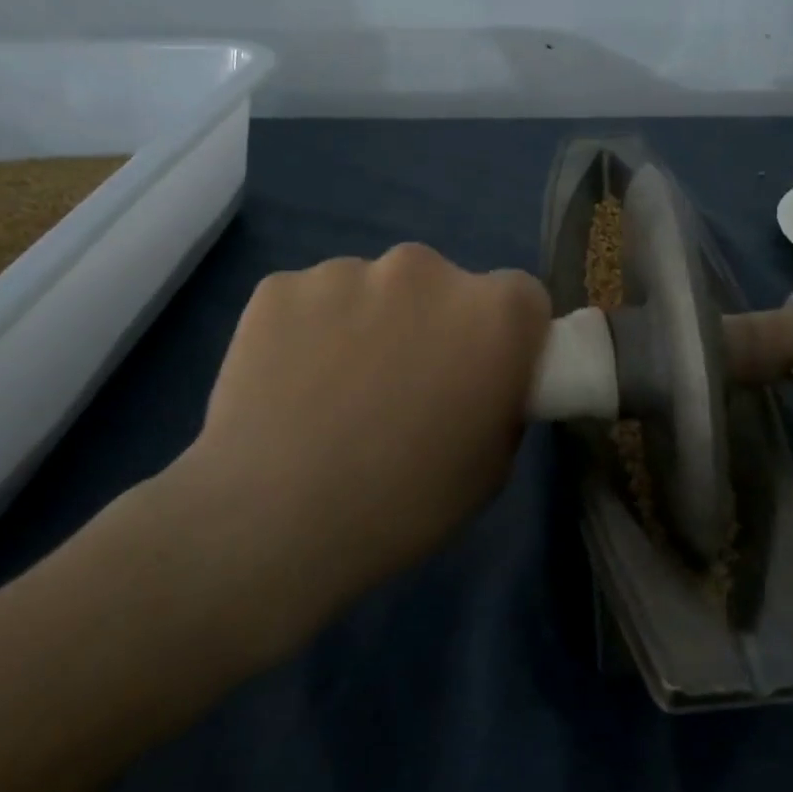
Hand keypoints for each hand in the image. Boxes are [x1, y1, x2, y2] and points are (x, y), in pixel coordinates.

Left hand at [128, 245, 549, 656]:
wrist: (270, 522)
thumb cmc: (403, 504)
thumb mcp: (491, 466)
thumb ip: (501, 399)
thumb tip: (481, 377)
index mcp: (493, 313)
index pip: (521, 298)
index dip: (506, 335)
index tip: (483, 372)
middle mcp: (426, 270)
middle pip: (444, 287)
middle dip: (433, 324)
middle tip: (404, 387)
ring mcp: (347, 270)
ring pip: (373, 290)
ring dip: (369, 324)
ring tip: (335, 393)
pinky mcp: (280, 286)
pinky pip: (312, 301)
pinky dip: (309, 331)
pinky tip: (289, 385)